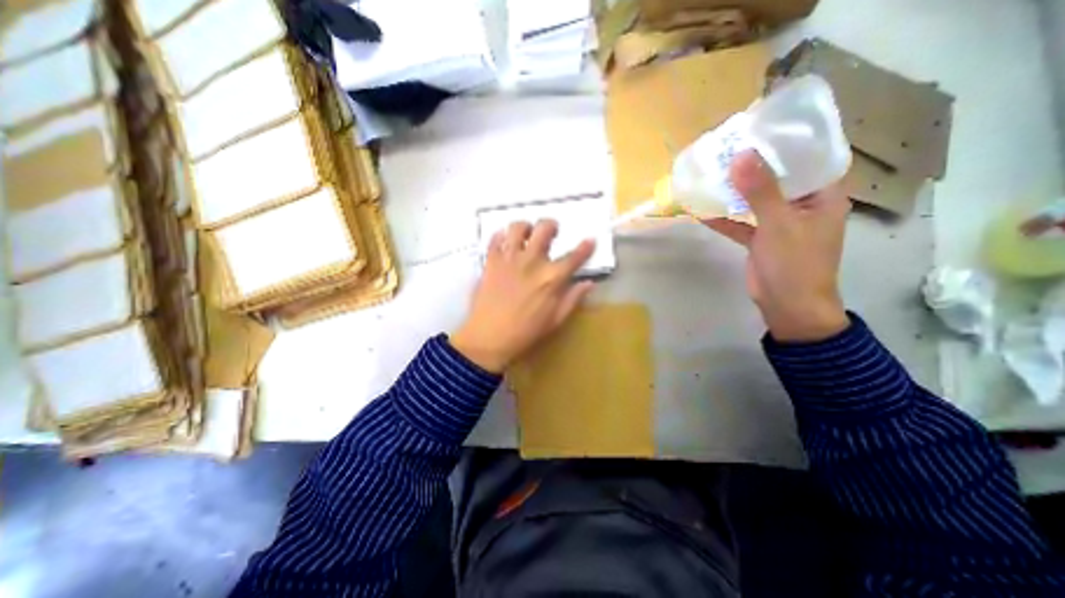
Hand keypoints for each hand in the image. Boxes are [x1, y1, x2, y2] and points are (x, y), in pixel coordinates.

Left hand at [450, 220, 596, 372]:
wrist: (489, 338)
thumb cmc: (525, 332)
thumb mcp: (555, 320)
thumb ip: (573, 298)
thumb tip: (588, 283)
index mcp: (551, 278)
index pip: (574, 257)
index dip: (585, 247)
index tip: (590, 240)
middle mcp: (532, 261)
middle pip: (544, 229)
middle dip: (551, 226)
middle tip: (552, 232)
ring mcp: (509, 259)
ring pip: (517, 228)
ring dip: (525, 227)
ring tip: (526, 235)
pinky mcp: (491, 262)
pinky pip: (494, 239)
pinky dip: (501, 236)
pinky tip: (505, 243)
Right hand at [705, 153, 853, 342]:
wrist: (787, 306)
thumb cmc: (795, 264)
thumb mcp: (779, 224)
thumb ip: (761, 191)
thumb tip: (741, 156)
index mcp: (822, 194)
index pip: (810, 157)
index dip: (788, 141)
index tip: (762, 126)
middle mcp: (802, 204)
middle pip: (778, 177)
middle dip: (754, 164)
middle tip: (729, 147)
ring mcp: (779, 222)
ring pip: (756, 199)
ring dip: (736, 190)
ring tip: (713, 172)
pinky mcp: (760, 239)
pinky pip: (741, 222)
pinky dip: (724, 218)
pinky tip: (701, 210)